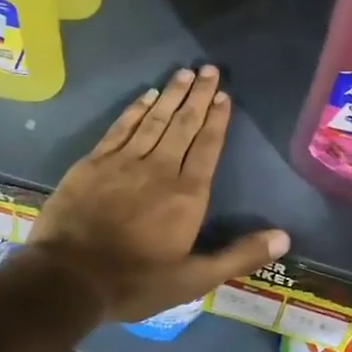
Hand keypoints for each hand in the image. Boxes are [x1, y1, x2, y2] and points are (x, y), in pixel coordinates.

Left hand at [31, 65, 288, 323]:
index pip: (207, 146)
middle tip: (209, 69)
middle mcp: (160, 168)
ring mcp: (124, 162)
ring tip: (184, 72)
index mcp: (187, 194)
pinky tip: (146, 95)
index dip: (217, 119)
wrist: (67, 279)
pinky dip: (136, 109)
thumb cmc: (135, 282)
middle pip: (183, 124)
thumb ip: (239, 256)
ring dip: (171, 94)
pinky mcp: (94, 162)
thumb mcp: (194, 280)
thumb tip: (284, 238)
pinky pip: (121, 127)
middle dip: (198, 95)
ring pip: (154, 120)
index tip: (224, 95)